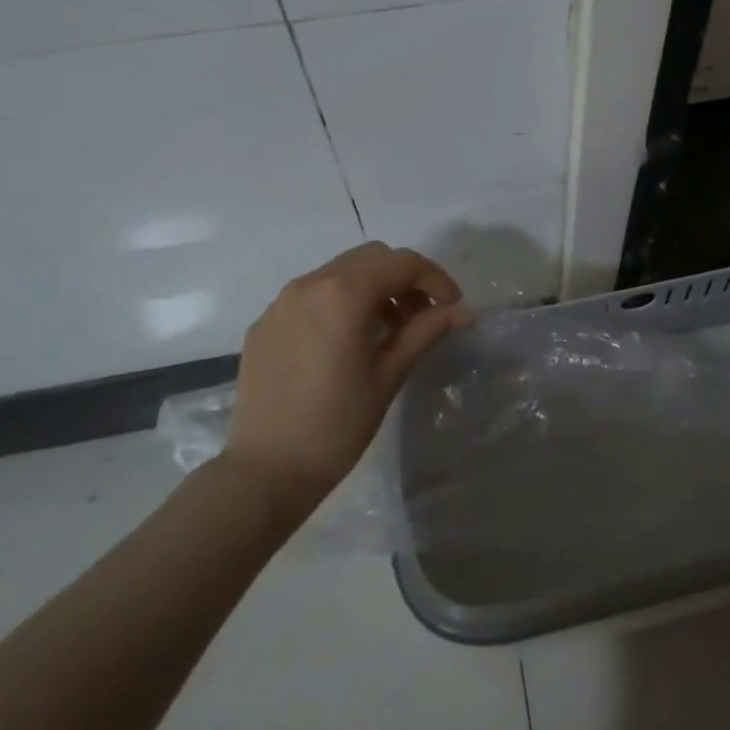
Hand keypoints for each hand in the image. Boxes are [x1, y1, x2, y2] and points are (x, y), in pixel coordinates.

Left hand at [217, 242, 474, 517]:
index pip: (401, 263)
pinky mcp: (265, 323)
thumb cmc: (336, 425)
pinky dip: (340, 302)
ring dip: (373, 287)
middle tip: (424, 315)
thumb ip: (425, 331)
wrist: (265, 471)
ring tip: (389, 328)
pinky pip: (312, 295)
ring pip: (340, 272)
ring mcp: (281, 302)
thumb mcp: (388, 375)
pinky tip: (348, 341)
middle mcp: (308, 284)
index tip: (453, 307)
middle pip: (370, 258)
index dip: (435, 279)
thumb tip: (464, 312)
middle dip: (404, 278)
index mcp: (342, 294)